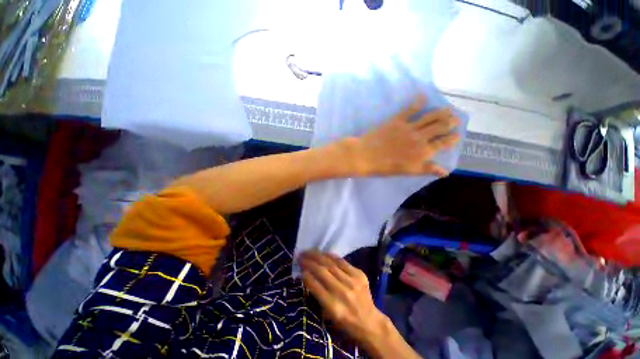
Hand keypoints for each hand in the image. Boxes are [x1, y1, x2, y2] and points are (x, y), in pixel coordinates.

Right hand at [299, 251, 386, 345]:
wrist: (370, 323)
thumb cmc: (346, 324)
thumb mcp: (328, 317)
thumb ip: (318, 296)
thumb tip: (307, 276)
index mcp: (334, 308)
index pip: (315, 286)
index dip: (305, 275)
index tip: (298, 267)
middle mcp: (343, 293)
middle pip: (322, 272)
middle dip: (309, 262)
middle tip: (300, 255)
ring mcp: (353, 282)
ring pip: (331, 264)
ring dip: (318, 256)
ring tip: (309, 251)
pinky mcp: (359, 274)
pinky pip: (342, 261)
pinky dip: (331, 256)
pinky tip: (323, 253)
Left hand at [349, 95, 459, 176]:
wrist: (365, 156)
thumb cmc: (385, 167)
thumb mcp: (408, 171)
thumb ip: (426, 169)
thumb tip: (445, 171)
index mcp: (423, 152)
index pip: (442, 143)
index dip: (451, 139)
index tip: (457, 135)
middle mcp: (420, 137)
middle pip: (440, 127)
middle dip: (450, 123)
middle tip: (455, 119)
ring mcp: (409, 127)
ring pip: (430, 117)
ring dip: (441, 112)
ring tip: (448, 109)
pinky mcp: (397, 120)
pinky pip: (410, 109)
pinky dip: (417, 102)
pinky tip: (423, 96)